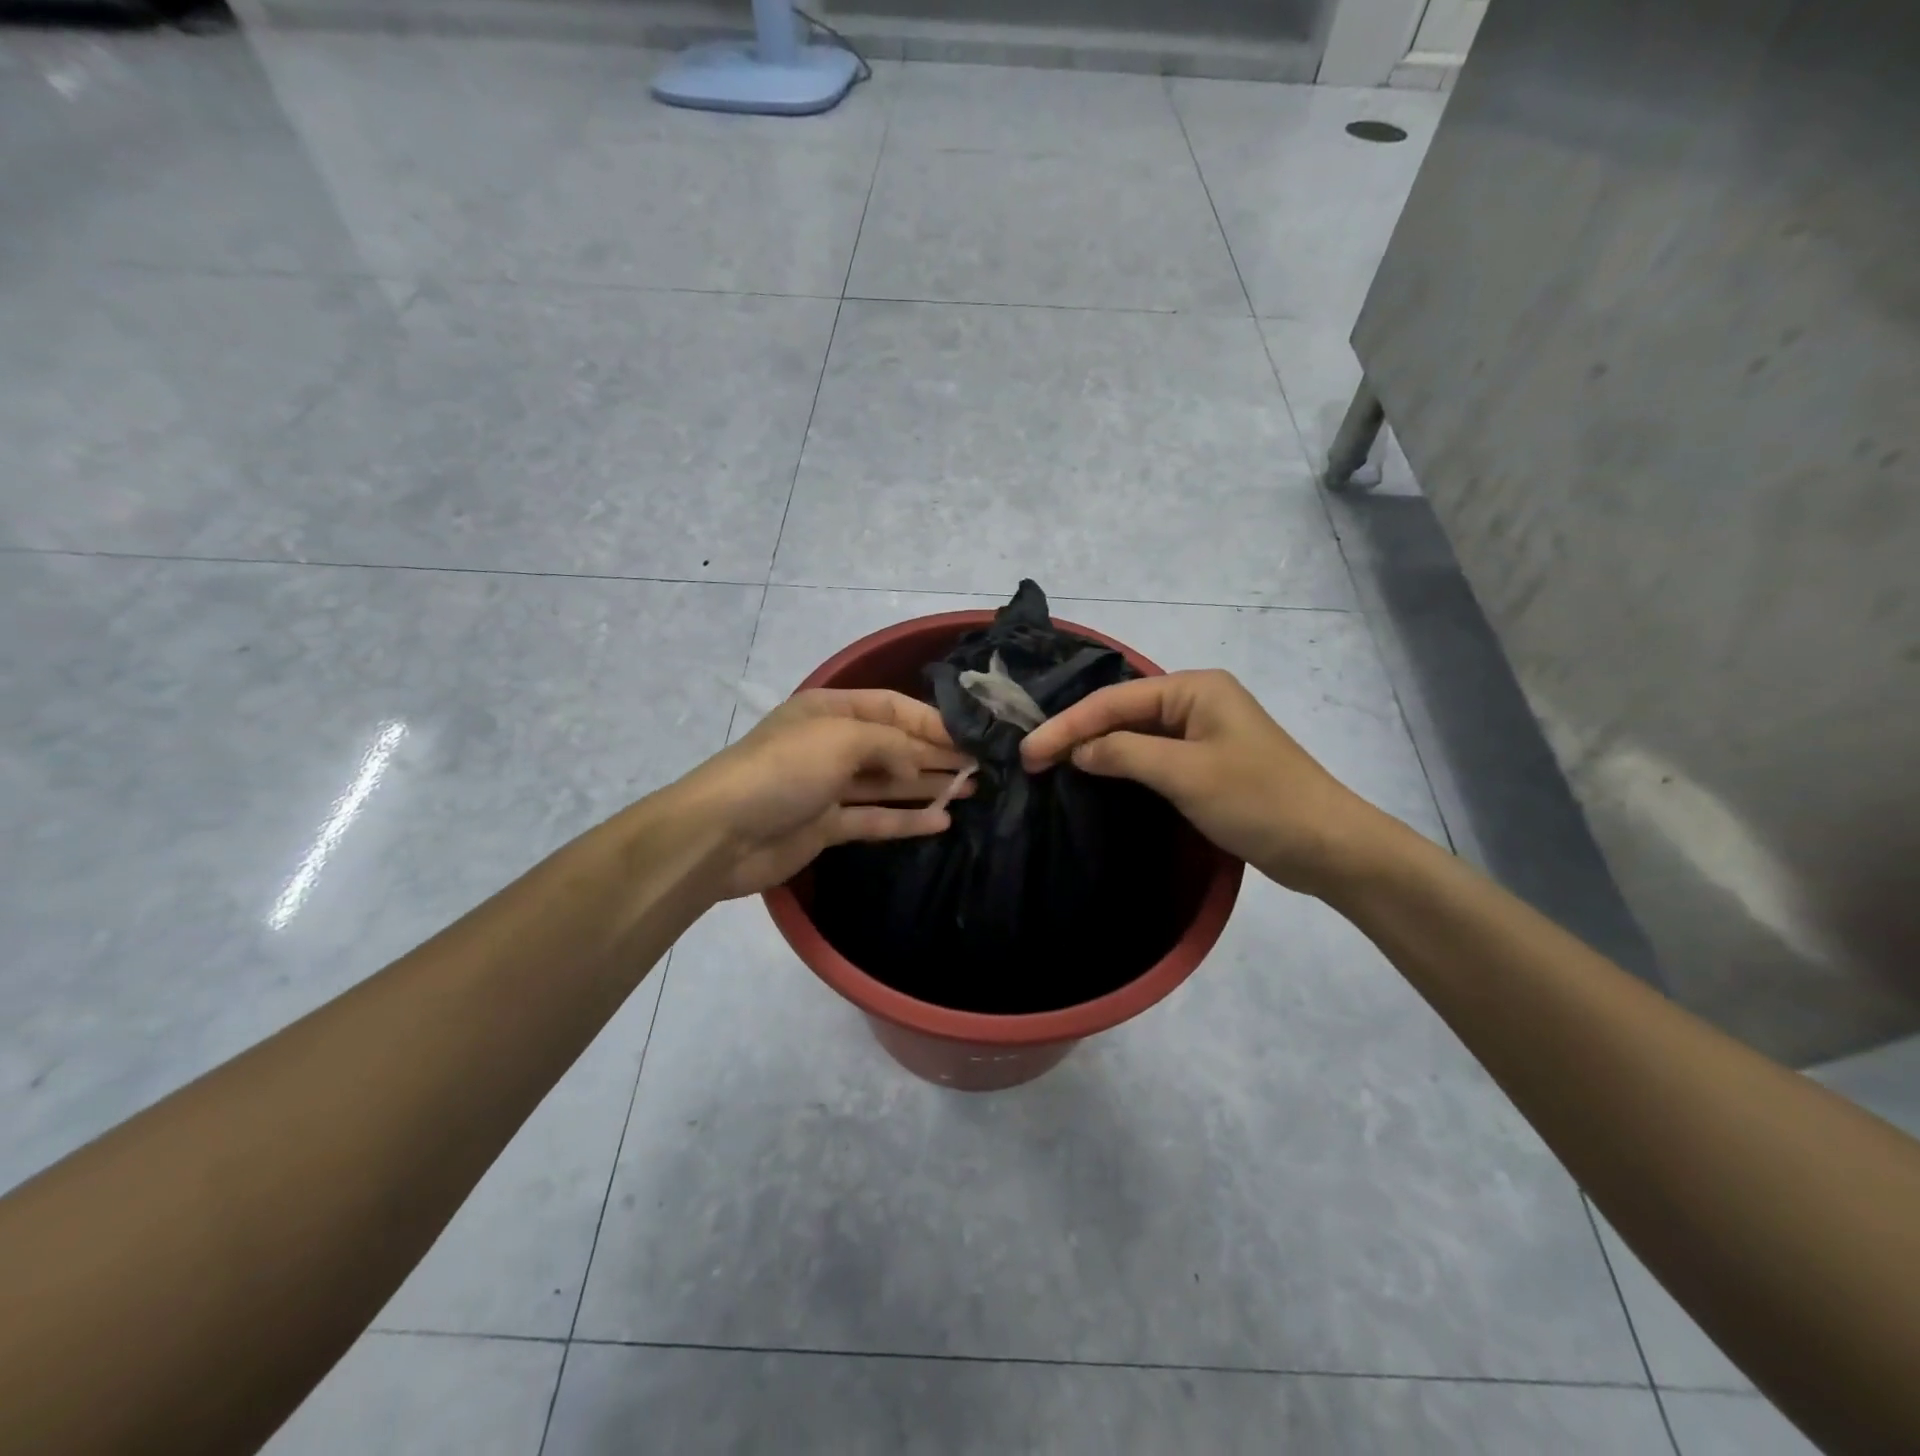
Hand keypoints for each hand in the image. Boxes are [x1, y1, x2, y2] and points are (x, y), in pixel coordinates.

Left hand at [679, 689, 973, 899]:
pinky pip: (875, 819)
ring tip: (971, 789)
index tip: (971, 735)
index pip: (892, 707)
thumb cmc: (785, 769)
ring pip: (888, 783)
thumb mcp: (842, 738)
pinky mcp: (827, 826)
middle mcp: (832, 744)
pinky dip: (906, 820)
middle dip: (935, 753)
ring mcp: (829, 787)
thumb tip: (919, 763)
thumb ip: (891, 744)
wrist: (723, 833)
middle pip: (894, 745)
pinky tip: (942, 820)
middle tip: (980, 764)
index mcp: (830, 710)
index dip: (931, 721)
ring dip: (927, 785)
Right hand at [1020, 670, 1390, 895]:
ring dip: (1096, 748)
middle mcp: (1196, 700)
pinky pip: (1152, 754)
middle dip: (1076, 733)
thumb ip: (1124, 753)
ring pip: (1134, 733)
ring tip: (1052, 766)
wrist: (1326, 845)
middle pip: (1121, 711)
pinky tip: (1095, 774)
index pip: (1114, 700)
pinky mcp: (1206, 762)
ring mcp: (1202, 732)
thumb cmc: (1257, 800)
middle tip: (1031, 760)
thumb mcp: (1185, 774)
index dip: (1067, 725)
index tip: (1028, 752)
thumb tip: (1077, 750)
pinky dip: (1120, 763)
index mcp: (1194, 688)